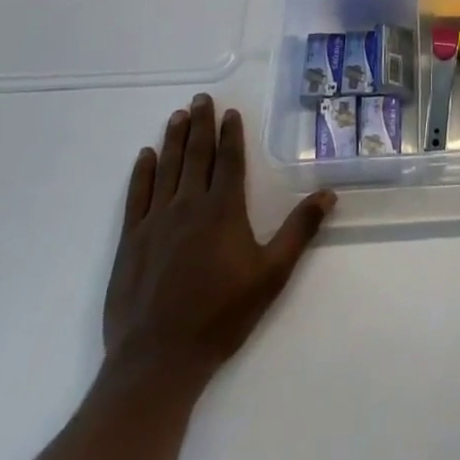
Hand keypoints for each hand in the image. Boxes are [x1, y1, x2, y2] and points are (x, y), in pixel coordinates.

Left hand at [102, 95, 335, 396]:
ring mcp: (155, 221)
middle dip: (200, 124)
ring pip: (167, 168)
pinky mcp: (131, 241)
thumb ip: (299, 231)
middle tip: (200, 98)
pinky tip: (146, 156)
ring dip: (173, 139)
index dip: (230, 134)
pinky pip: (137, 195)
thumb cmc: (221, 316)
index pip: (228, 160)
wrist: (157, 360)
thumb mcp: (272, 275)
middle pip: (196, 155)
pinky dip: (142, 172)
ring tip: (177, 115)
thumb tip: (329, 193)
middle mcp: (189, 205)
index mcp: (223, 210)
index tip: (229, 111)